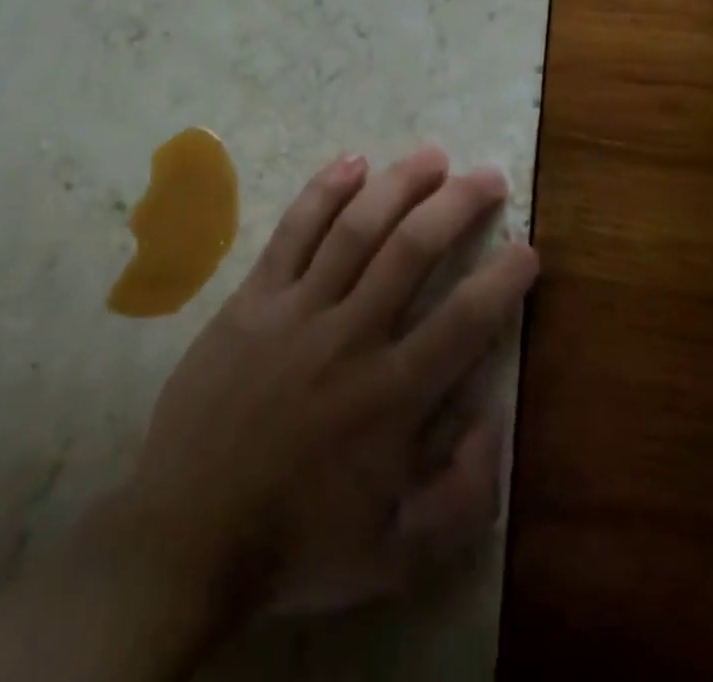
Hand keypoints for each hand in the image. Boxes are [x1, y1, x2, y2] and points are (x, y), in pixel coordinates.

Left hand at [117, 145, 537, 618]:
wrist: (185, 537)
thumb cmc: (297, 544)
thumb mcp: (395, 555)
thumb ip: (461, 496)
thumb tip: (494, 419)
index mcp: (392, 397)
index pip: (465, 320)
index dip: (503, 279)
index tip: (526, 248)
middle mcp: (350, 337)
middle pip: (413, 250)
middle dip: (458, 205)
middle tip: (489, 176)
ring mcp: (297, 310)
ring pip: (357, 228)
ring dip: (400, 184)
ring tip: (433, 156)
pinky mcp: (253, 298)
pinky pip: (293, 232)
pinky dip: (324, 192)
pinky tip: (353, 163)